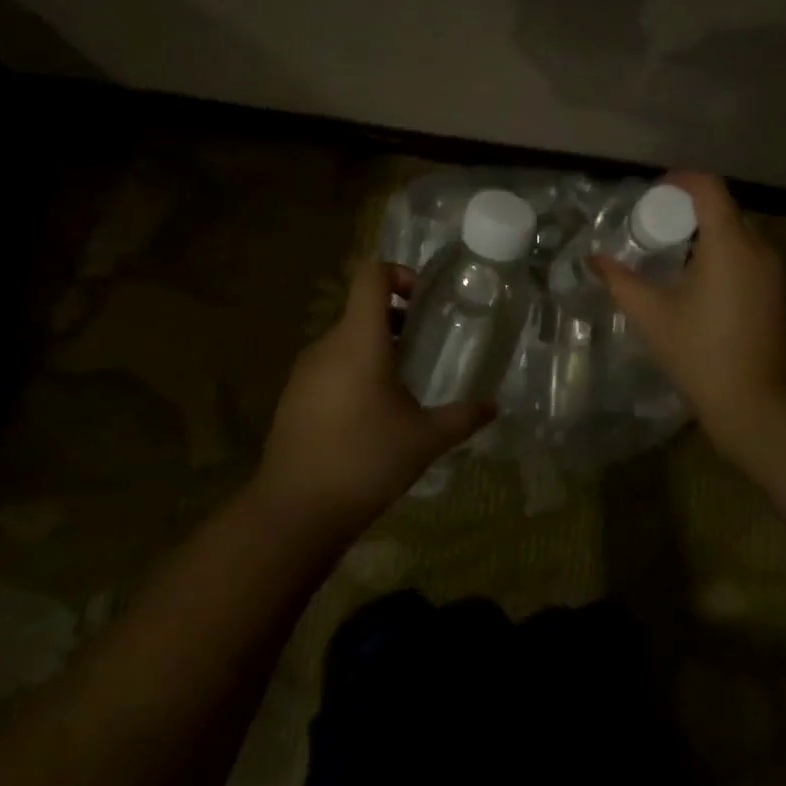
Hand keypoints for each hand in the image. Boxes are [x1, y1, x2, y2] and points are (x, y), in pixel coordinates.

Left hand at [258, 260, 494, 525]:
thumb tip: (493, 407)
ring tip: (401, 388)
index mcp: (359, 340)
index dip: (398, 273)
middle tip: (423, 349)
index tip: (422, 301)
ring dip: (374, 350)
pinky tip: (370, 417)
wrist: (295, 511)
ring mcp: (304, 371)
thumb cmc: (366, 461)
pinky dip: (352, 374)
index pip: (370, 275)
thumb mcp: (425, 440)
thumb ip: (462, 418)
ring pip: (345, 342)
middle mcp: (327, 345)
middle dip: (395, 321)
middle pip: (360, 310)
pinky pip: (328, 368)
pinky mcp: (292, 397)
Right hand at [593, 173, 785, 485]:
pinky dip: (725, 251)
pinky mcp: (779, 291)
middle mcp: (759, 248)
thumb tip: (593, 259)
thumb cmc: (698, 353)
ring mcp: (775, 271)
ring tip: (675, 250)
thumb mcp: (651, 314)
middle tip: (657, 223)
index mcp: (729, 244)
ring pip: (740, 231)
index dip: (681, 180)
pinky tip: (701, 279)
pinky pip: (750, 254)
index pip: (709, 188)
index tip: (654, 191)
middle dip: (690, 208)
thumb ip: (619, 280)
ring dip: (708, 231)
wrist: (754, 403)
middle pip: (725, 207)